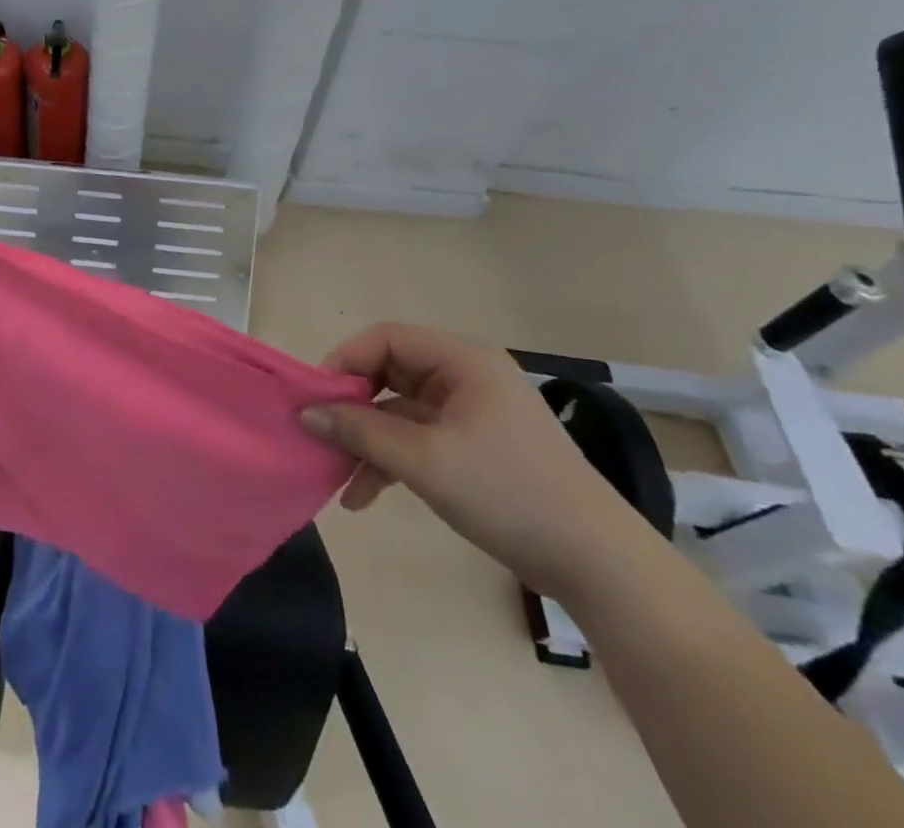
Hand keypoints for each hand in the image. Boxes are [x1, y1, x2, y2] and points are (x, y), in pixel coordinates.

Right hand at [300, 325, 654, 599]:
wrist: (597, 565)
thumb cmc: (509, 493)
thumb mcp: (426, 461)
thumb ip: (361, 431)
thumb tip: (306, 413)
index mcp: (462, 360)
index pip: (386, 338)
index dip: (345, 360)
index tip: (315, 398)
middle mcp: (466, 376)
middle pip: (390, 373)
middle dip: (352, 406)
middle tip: (320, 434)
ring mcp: (472, 413)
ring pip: (400, 412)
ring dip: (367, 441)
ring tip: (336, 476)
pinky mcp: (475, 447)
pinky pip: (418, 439)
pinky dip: (391, 461)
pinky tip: (363, 497)